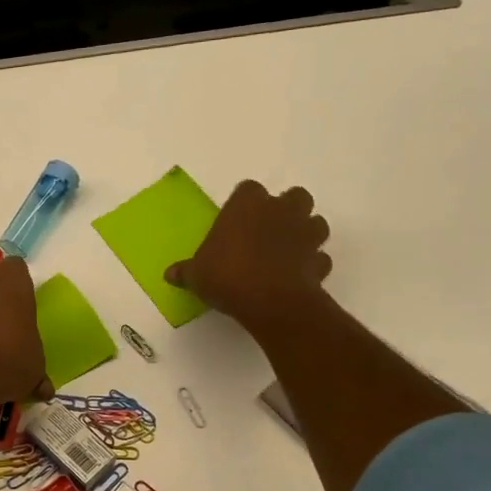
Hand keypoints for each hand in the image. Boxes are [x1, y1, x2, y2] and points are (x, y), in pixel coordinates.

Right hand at [165, 181, 331, 325]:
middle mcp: (281, 211)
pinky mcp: (319, 261)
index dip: (244, 203)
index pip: (248, 189)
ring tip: (288, 249)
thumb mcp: (197, 275)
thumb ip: (186, 271)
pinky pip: (319, 257)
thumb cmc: (227, 275)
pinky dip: (312, 263)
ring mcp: (305, 235)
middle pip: (294, 196)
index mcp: (247, 205)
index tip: (235, 219)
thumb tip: (170, 274)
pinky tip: (298, 274)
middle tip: (268, 228)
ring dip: (306, 231)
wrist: (271, 301)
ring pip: (316, 222)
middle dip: (286, 208)